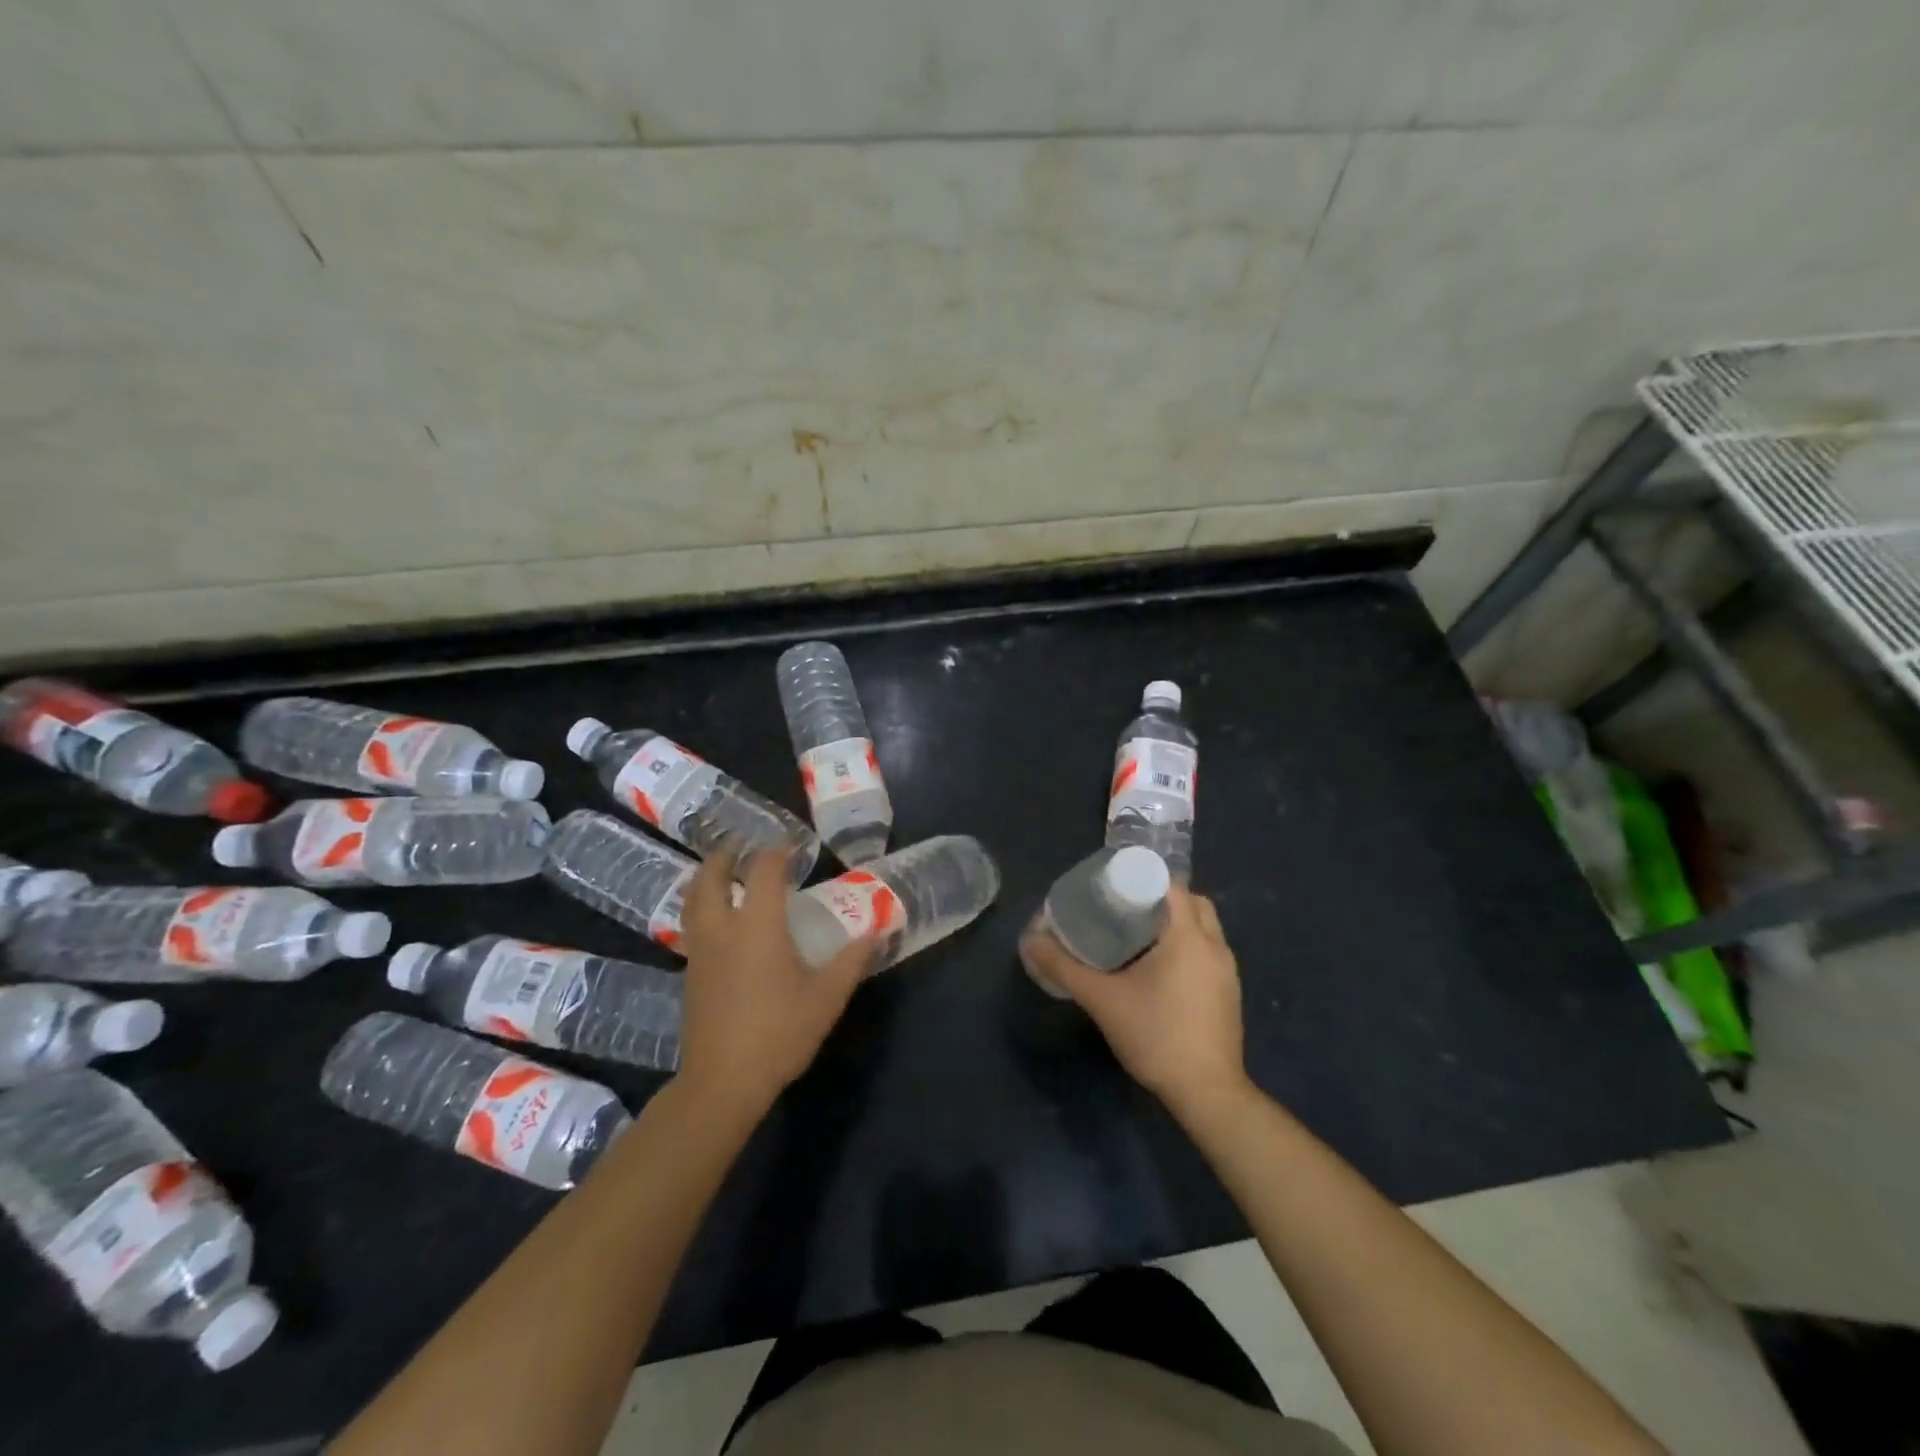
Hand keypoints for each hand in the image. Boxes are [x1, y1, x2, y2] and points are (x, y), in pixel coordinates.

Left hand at [676, 849, 875, 1119]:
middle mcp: (723, 929)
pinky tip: (721, 921)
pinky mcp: (690, 974)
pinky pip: (693, 925)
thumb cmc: (779, 1033)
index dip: (778, 851)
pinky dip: (703, 907)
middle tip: (743, 846)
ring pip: (694, 901)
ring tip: (725, 874)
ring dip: (707, 878)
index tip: (793, 846)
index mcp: (758, 925)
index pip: (764, 871)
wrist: (723, 1081)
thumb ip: (852, 960)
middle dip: (726, 855)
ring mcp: (701, 951)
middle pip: (711, 876)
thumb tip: (877, 930)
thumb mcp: (827, 997)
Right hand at [1020, 886, 1247, 1118]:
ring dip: (1176, 923)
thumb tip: (1030, 942)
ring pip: (1204, 927)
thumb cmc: (1156, 1035)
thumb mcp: (1102, 999)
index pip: (1171, 883)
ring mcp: (1227, 970)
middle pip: (1192, 901)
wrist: (1207, 1092)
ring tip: (1137, 937)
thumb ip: (1064, 967)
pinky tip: (1159, 970)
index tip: (1113, 887)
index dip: (1142, 877)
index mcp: (1188, 935)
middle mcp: (1214, 945)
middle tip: (1124, 909)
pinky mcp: (1229, 993)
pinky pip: (1208, 952)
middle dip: (1160, 898)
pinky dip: (1187, 947)